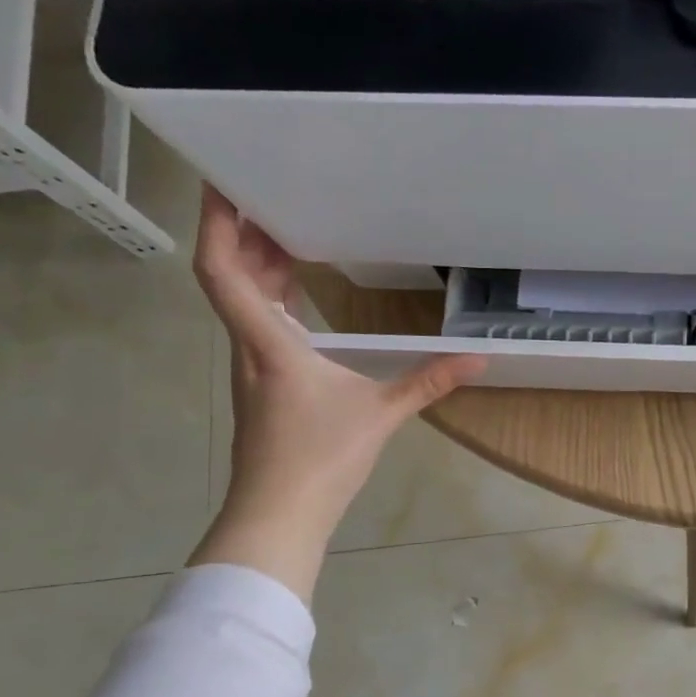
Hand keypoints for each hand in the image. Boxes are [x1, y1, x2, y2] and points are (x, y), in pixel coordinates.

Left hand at [188, 186, 483, 601]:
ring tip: (285, 234)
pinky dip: (270, 300)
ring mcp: (250, 370)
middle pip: (230, 278)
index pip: (224, 271)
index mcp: (269, 343)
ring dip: (257, 267)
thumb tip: (478, 359)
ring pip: (242, 304)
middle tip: (271, 196)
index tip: (222, 181)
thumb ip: (428, 382)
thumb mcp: (382, 414)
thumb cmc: (321, 459)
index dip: (217, 223)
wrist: (278, 515)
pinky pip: (257, 327)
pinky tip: (296, 300)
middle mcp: (249, 348)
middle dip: (245, 235)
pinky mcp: (261, 389)